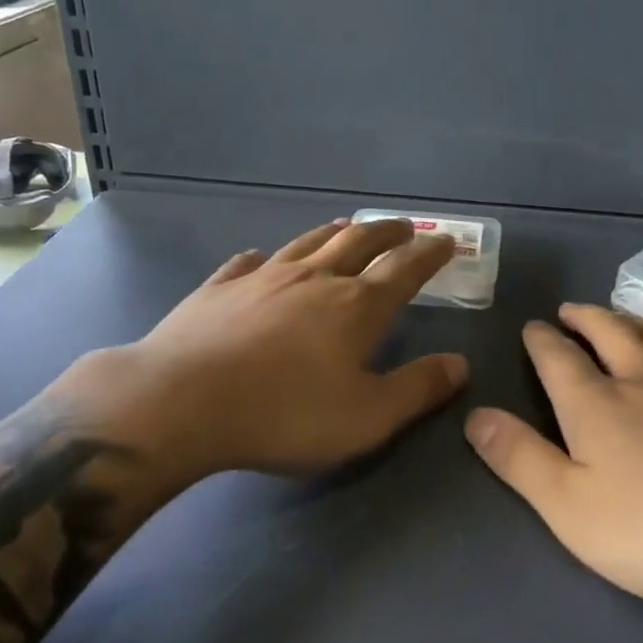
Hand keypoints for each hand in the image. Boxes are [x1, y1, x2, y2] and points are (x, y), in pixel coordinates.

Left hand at [58, 218, 466, 483]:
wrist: (182, 401)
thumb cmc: (285, 414)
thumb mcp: (367, 416)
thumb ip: (417, 389)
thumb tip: (460, 364)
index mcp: (356, 306)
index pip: (405, 269)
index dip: (429, 254)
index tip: (446, 241)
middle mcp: (314, 279)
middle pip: (359, 242)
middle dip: (387, 232)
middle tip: (403, 226)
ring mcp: (262, 277)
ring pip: (308, 243)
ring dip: (334, 233)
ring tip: (347, 226)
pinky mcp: (218, 288)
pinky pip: (247, 263)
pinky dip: (264, 258)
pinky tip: (260, 258)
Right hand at [464, 304, 642, 610]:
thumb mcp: (573, 509)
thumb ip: (520, 460)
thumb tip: (475, 415)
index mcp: (597, 404)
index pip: (558, 358)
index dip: (541, 340)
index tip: (533, 325)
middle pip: (610, 332)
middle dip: (585, 318)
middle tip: (571, 309)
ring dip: (633, 320)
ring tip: (622, 316)